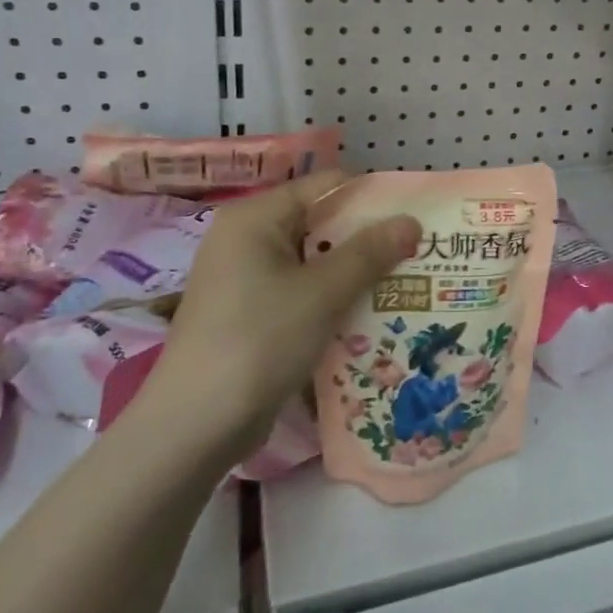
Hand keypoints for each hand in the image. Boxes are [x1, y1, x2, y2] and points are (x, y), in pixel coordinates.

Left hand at [141, 172, 420, 462]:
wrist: (195, 426)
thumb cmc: (259, 340)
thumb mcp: (323, 292)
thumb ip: (369, 252)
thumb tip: (412, 220)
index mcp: (255, 217)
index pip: (323, 186)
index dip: (370, 197)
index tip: (413, 216)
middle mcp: (245, 239)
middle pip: (319, 224)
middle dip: (367, 239)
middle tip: (417, 253)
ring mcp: (244, 279)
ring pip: (312, 263)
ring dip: (353, 273)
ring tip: (403, 285)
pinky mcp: (249, 315)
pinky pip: (300, 293)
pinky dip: (331, 300)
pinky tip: (367, 317)